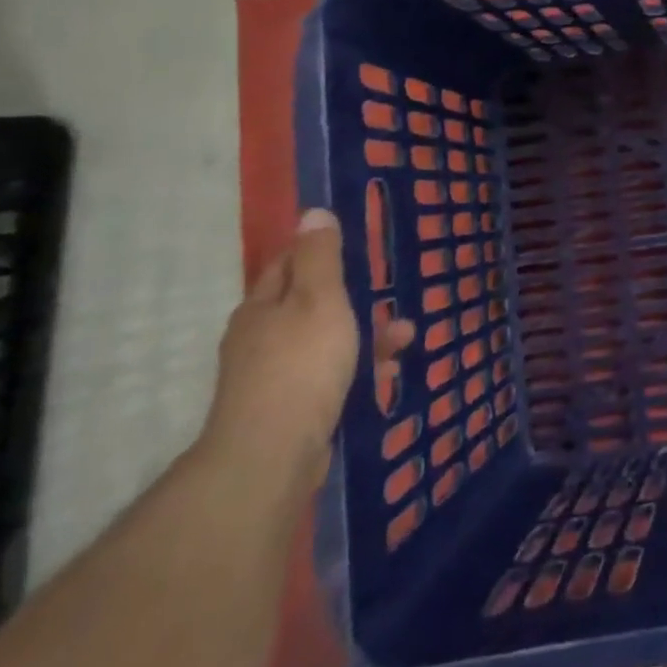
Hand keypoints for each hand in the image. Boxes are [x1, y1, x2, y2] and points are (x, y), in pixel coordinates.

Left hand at [198, 209, 402, 490]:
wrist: (272, 454)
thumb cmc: (301, 364)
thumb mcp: (319, 300)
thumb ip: (320, 257)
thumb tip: (312, 212)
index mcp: (262, 306)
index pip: (287, 264)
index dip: (317, 251)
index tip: (355, 246)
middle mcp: (260, 338)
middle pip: (309, 305)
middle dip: (354, 297)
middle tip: (390, 293)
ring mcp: (272, 376)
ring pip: (326, 342)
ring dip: (366, 334)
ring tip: (406, 336)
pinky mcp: (289, 409)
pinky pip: (330, 376)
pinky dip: (359, 368)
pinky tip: (387, 373)